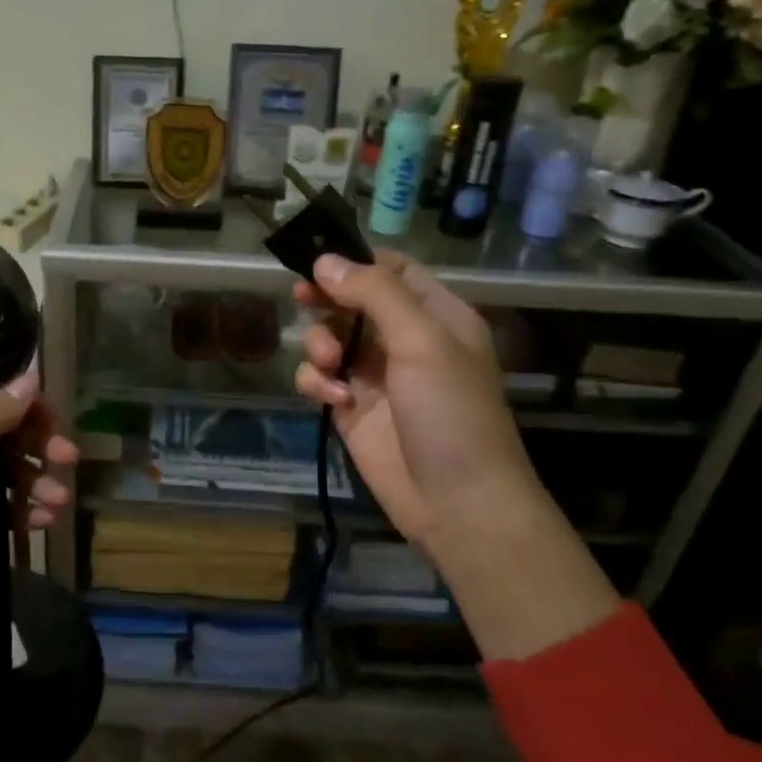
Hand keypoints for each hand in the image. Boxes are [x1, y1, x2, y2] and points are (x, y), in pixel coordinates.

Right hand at [294, 251, 541, 551]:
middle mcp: (402, 339)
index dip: (355, 260)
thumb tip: (325, 260)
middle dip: (326, 299)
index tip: (318, 258)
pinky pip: (318, 378)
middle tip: (303, 297)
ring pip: (328, 337)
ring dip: (319, 344)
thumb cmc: (451, 413)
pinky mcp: (351, 408)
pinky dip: (317, 383)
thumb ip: (374, 294)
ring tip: (329, 364)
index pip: (392, 269)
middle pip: (352, 300)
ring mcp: (374, 375)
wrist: (458, 503)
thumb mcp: (422, 341)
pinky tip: (334, 400)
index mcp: (435, 315)